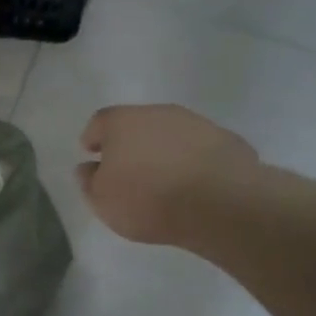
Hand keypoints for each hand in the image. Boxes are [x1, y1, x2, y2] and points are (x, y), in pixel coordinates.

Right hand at [77, 105, 258, 245]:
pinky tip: (193, 186)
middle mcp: (158, 113)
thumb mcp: (102, 201)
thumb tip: (87, 168)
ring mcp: (196, 124)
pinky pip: (199, 150)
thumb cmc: (148, 199)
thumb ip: (89, 182)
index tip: (92, 154)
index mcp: (121, 122)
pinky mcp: (227, 140)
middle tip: (128, 170)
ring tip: (163, 181)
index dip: (94, 139)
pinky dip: (192, 162)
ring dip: (163, 152)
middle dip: (130, 144)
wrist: (222, 203)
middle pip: (137, 124)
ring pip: (170, 135)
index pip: (99, 123)